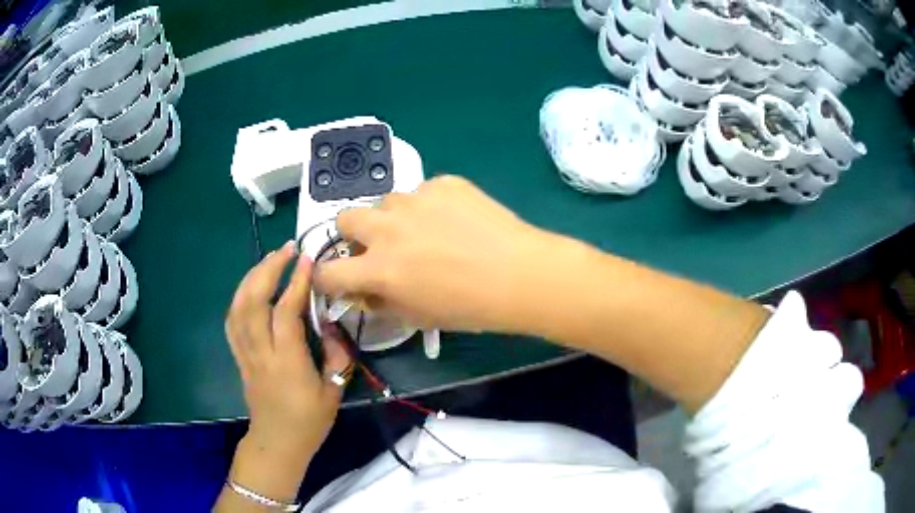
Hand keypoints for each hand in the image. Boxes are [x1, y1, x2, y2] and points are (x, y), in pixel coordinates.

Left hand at [225, 242, 350, 464]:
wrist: (277, 443)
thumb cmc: (309, 422)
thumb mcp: (334, 392)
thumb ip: (336, 355)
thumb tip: (329, 325)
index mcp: (287, 363)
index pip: (285, 313)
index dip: (295, 282)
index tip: (306, 258)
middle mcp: (261, 353)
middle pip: (253, 302)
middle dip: (267, 269)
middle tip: (286, 249)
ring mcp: (246, 354)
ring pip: (238, 307)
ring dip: (252, 277)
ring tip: (269, 260)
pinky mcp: (239, 357)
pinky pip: (233, 321)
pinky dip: (240, 297)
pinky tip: (251, 287)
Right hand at [313, 175, 548, 332]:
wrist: (520, 274)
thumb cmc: (470, 307)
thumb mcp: (418, 316)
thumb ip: (382, 301)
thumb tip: (365, 290)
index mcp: (379, 268)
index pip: (328, 272)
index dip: (326, 278)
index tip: (337, 279)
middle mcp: (388, 229)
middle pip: (345, 218)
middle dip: (354, 233)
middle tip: (378, 245)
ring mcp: (415, 199)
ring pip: (387, 202)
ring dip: (395, 218)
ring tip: (427, 231)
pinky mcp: (443, 183)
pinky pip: (423, 192)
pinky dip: (429, 206)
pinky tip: (456, 220)